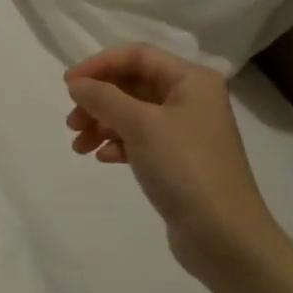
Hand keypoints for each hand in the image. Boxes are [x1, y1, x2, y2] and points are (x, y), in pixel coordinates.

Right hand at [65, 45, 269, 285]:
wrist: (224, 236)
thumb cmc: (185, 168)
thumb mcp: (141, 125)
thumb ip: (104, 98)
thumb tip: (76, 83)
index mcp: (192, 80)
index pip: (137, 56)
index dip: (99, 66)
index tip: (68, 85)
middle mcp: (192, 99)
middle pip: (133, 85)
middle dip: (98, 100)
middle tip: (72, 123)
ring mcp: (186, 131)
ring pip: (133, 114)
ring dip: (103, 124)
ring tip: (79, 146)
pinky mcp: (179, 160)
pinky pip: (141, 140)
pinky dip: (119, 144)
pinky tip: (104, 159)